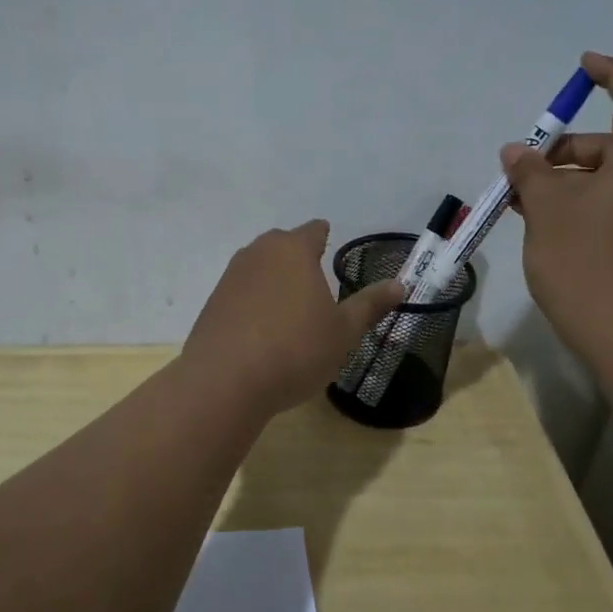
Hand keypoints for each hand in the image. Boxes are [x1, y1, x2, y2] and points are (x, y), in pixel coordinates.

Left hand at [183, 220, 404, 414]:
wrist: (225, 381)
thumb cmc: (296, 349)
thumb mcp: (343, 332)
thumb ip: (370, 305)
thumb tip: (400, 284)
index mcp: (294, 250)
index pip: (314, 230)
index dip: (326, 239)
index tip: (332, 253)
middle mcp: (259, 253)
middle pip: (283, 245)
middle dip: (299, 259)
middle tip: (316, 285)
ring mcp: (231, 276)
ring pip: (259, 268)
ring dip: (274, 281)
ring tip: (290, 309)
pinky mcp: (212, 302)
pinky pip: (241, 293)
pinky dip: (253, 303)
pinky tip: (262, 331)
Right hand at [502, 52, 612, 357]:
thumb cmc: (584, 260)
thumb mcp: (547, 209)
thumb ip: (531, 171)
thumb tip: (517, 151)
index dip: (612, 76)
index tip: (582, 66)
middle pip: (610, 145)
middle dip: (563, 148)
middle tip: (521, 168)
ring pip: (603, 180)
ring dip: (563, 180)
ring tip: (520, 200)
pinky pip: (606, 207)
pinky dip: (575, 204)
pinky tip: (540, 224)